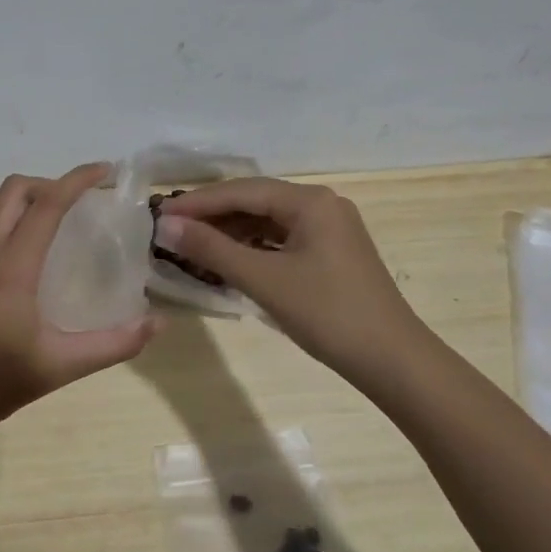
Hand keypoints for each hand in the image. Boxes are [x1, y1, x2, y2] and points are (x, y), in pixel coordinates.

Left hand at [0, 163, 159, 439]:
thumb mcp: (61, 366)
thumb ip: (114, 344)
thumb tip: (158, 323)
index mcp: (10, 268)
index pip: (46, 205)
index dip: (77, 180)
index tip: (106, 171)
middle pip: (13, 190)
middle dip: (50, 183)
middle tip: (81, 202)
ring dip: (25, 196)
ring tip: (56, 216)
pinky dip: (7, 215)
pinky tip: (27, 246)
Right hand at [156, 178, 428, 389]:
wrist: (391, 360)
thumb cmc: (327, 313)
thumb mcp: (264, 280)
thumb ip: (212, 249)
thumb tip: (165, 226)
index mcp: (311, 201)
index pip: (242, 190)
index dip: (198, 202)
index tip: (159, 214)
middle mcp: (322, 205)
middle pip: (255, 201)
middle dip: (212, 216)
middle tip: (170, 230)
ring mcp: (329, 230)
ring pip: (267, 222)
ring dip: (230, 233)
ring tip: (191, 246)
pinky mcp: (330, 254)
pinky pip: (281, 240)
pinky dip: (252, 248)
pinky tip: (228, 261)